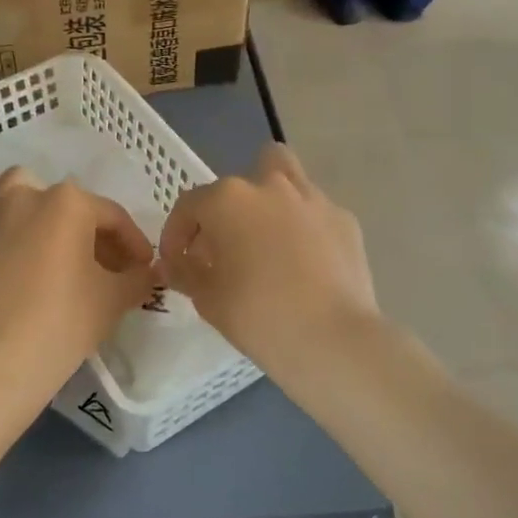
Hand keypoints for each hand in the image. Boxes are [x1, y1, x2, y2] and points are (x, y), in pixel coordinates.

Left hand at [0, 168, 156, 419]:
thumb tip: (149, 272)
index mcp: (70, 203)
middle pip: (68, 205)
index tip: (142, 269)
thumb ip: (138, 279)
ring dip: (37, 208)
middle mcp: (27, 193)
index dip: (133, 244)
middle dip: (88, 231)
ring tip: (46, 242)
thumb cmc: (62, 324)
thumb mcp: (113, 301)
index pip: (113, 217)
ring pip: (18, 191)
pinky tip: (0, 237)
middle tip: (100, 267)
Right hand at [160, 145, 382, 384]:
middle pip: (238, 183)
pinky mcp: (345, 220)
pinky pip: (314, 212)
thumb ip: (184, 272)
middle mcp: (269, 186)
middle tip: (225, 248)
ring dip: (269, 201)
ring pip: (284, 177)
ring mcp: (312, 199)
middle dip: (226, 210)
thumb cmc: (259, 315)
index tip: (177, 264)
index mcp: (228, 199)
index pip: (188, 205)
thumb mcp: (207, 299)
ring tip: (267, 239)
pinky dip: (304, 228)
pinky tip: (306, 263)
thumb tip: (173, 263)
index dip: (176, 235)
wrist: (335, 340)